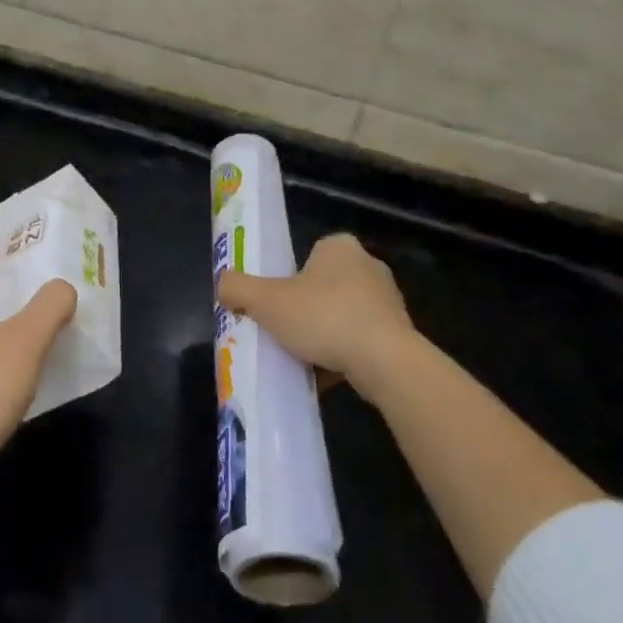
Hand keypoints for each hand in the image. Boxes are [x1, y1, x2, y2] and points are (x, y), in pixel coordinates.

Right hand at [217, 233, 418, 397]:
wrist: (386, 362)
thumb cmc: (324, 318)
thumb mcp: (266, 301)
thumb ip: (237, 288)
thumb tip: (222, 285)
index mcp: (339, 247)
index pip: (309, 255)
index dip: (289, 279)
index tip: (276, 304)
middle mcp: (369, 266)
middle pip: (324, 286)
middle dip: (307, 308)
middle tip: (285, 331)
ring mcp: (389, 301)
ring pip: (344, 315)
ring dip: (326, 334)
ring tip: (304, 358)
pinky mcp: (401, 334)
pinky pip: (362, 341)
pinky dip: (345, 355)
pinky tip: (327, 375)